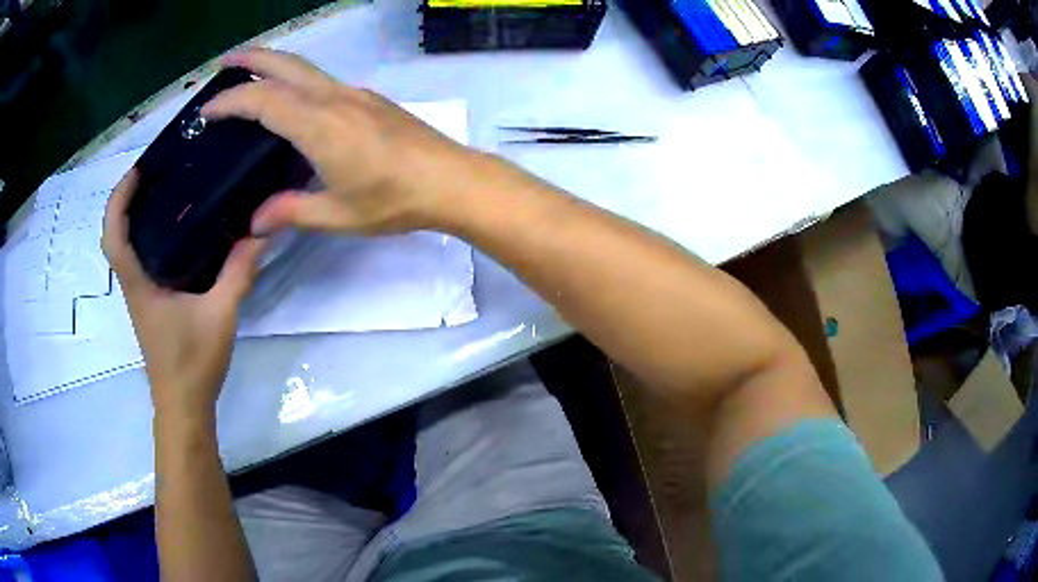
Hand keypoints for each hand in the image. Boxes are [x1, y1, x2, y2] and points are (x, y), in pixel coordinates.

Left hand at [102, 170, 266, 418]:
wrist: (184, 405)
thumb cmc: (193, 362)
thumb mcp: (220, 315)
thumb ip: (238, 274)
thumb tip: (261, 233)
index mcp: (139, 283)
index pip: (114, 234)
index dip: (119, 198)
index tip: (138, 170)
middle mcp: (132, 285)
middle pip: (115, 236)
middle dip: (124, 201)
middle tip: (152, 174)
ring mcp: (139, 295)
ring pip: (125, 248)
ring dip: (133, 217)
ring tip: (163, 192)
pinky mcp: (149, 303)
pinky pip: (139, 261)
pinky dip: (145, 238)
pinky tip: (173, 232)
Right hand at [201, 49, 484, 235]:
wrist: (451, 180)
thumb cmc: (395, 200)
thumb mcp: (337, 215)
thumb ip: (291, 212)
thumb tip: (254, 223)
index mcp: (319, 124)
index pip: (263, 101)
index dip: (231, 102)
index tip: (206, 110)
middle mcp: (334, 98)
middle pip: (285, 65)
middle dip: (251, 59)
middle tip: (223, 62)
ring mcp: (354, 94)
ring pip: (305, 68)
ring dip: (274, 64)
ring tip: (249, 72)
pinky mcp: (368, 98)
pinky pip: (322, 80)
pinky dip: (296, 78)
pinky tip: (291, 96)